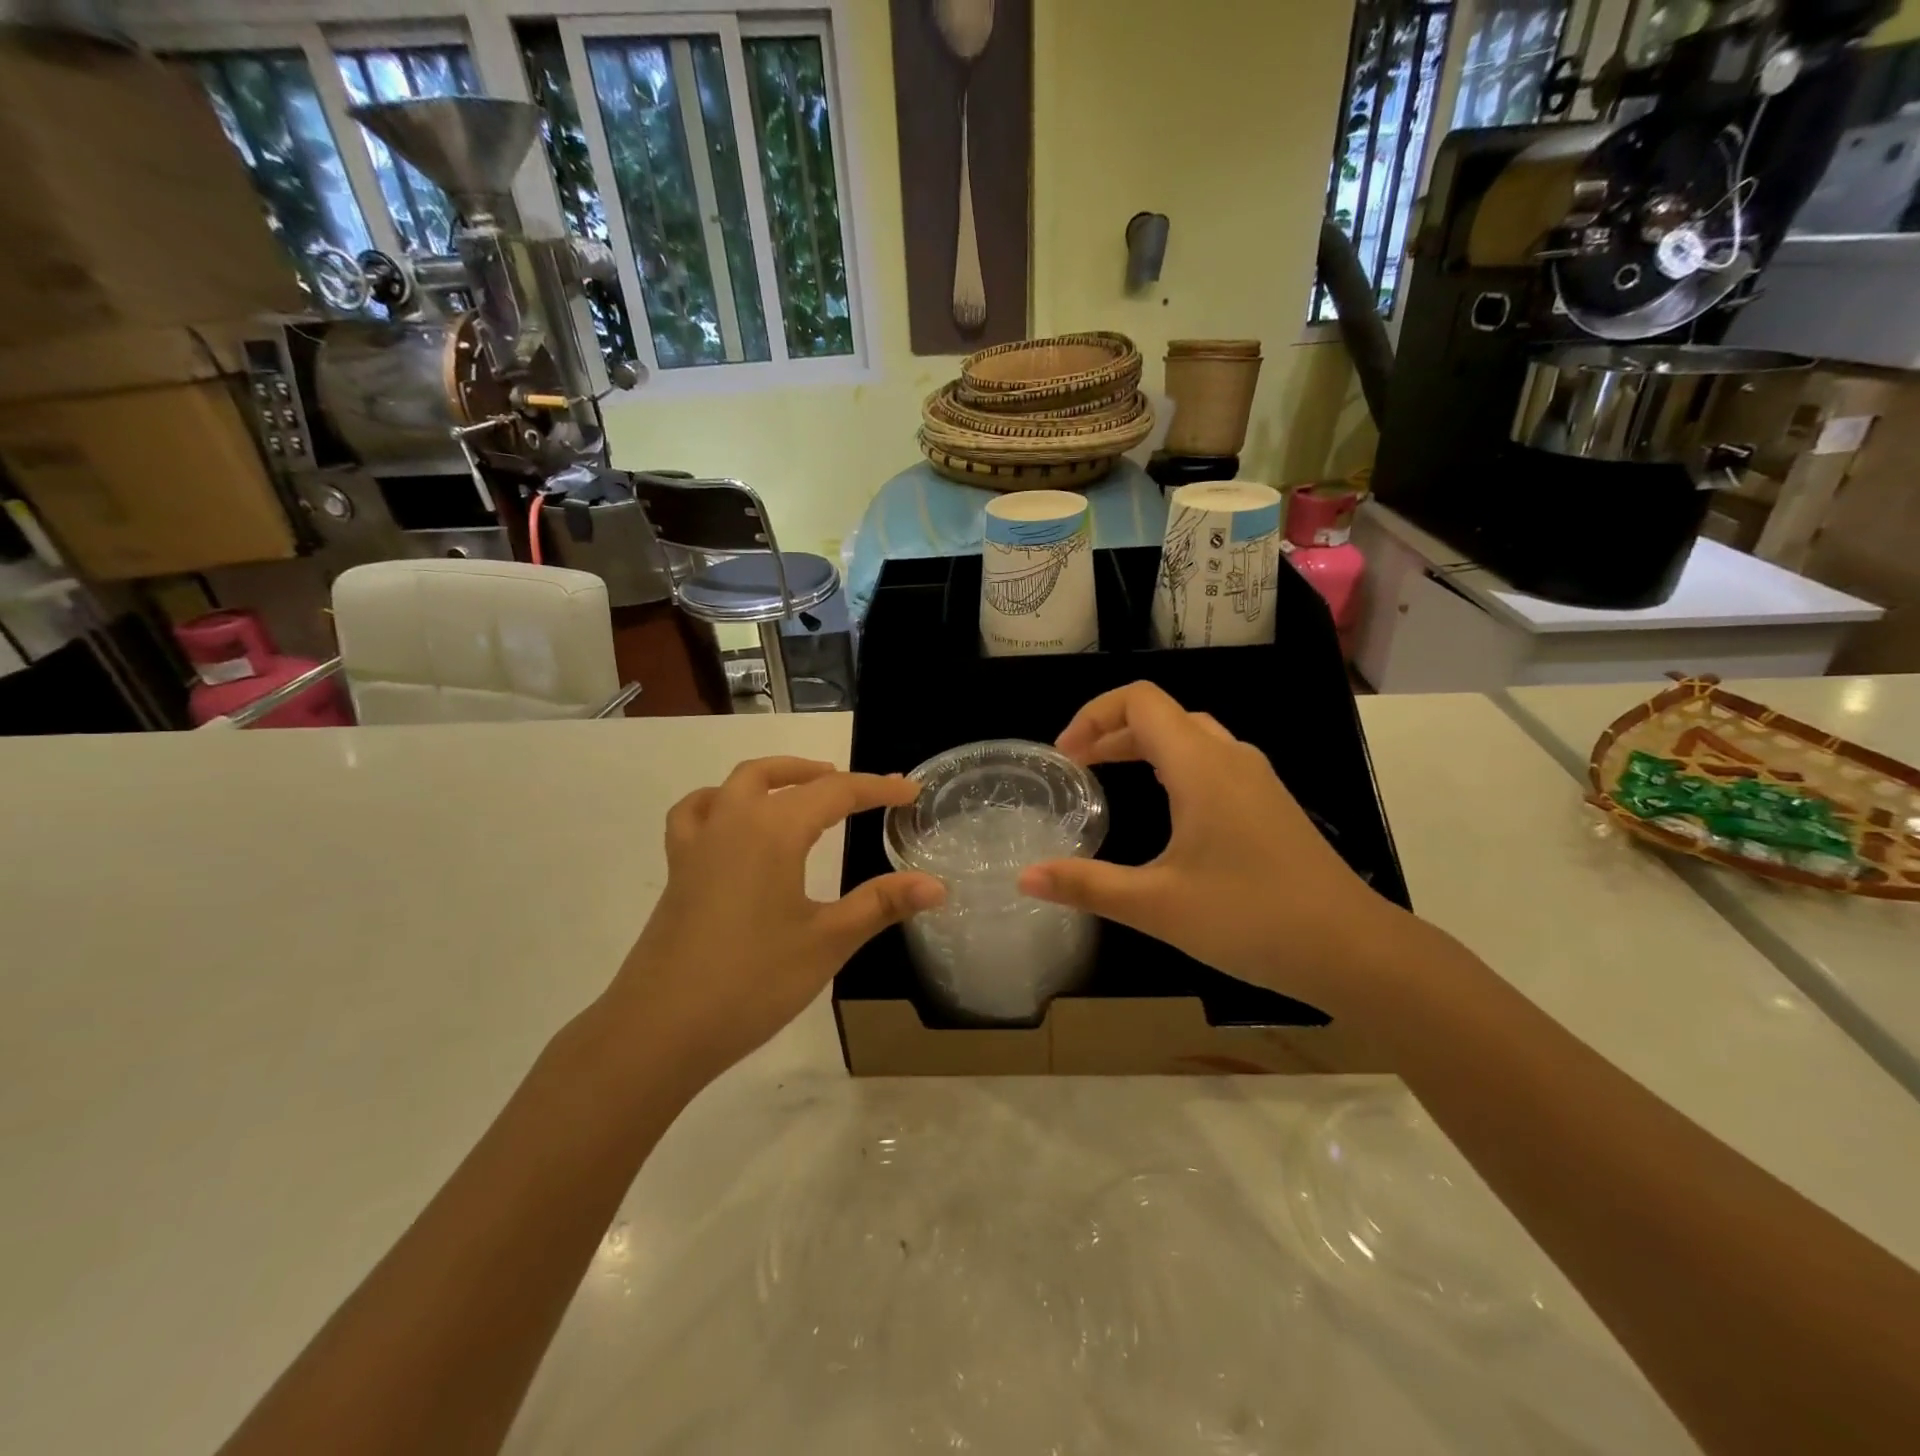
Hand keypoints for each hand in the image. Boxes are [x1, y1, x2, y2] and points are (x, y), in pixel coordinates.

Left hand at [604, 757, 943, 1085]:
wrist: (659, 1030)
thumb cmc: (752, 982)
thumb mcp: (827, 942)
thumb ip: (882, 904)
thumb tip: (938, 885)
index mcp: (773, 831)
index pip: (836, 793)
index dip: (878, 790)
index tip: (912, 792)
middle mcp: (732, 822)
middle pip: (779, 776)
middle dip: (823, 775)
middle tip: (859, 790)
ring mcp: (697, 845)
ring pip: (734, 785)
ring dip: (773, 777)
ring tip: (800, 790)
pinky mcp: (677, 871)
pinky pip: (696, 813)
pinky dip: (720, 801)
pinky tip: (732, 823)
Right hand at [1018, 683, 1405, 1015]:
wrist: (1353, 949)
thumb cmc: (1251, 918)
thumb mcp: (1157, 905)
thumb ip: (1087, 886)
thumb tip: (1024, 878)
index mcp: (1201, 765)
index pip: (1140, 701)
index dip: (1093, 715)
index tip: (1065, 756)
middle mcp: (1230, 757)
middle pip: (1161, 716)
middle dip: (1110, 732)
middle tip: (1075, 768)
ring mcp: (1256, 779)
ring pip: (1189, 737)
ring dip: (1142, 747)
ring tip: (1107, 778)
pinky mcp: (1269, 803)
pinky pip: (1210, 761)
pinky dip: (1172, 766)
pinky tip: (1165, 809)